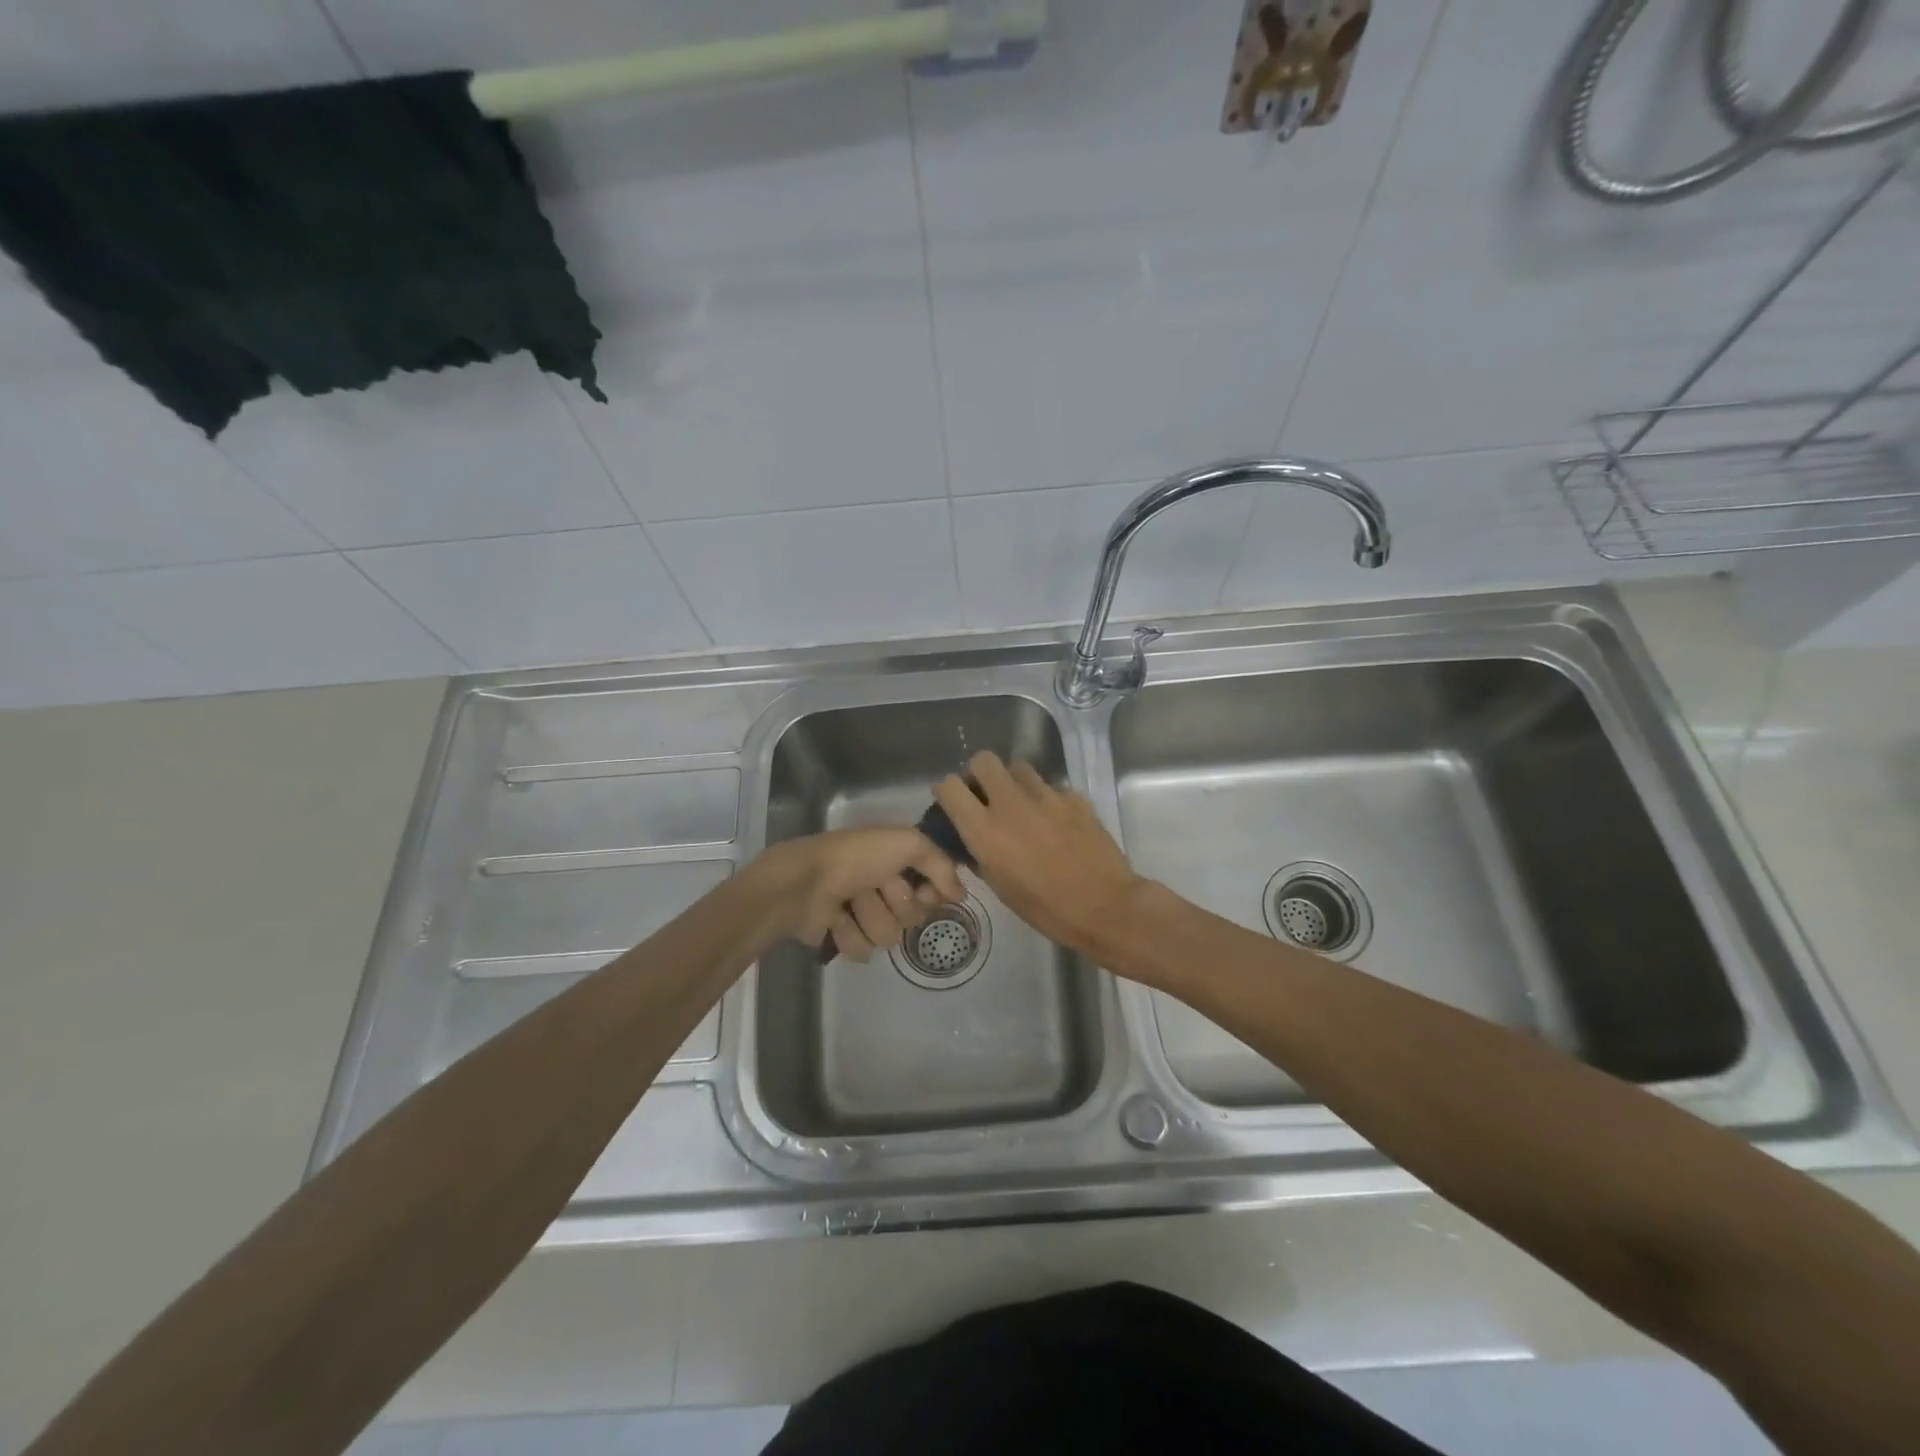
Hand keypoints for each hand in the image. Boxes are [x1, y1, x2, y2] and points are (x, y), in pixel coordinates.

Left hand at [751, 827, 965, 961]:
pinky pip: (863, 951)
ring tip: (848, 903)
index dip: (931, 892)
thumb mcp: (907, 843)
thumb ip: (941, 864)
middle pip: (913, 916)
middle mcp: (882, 884)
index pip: (934, 888)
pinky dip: (848, 934)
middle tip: (874, 888)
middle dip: (895, 904)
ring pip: (889, 937)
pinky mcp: (841, 936)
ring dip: (869, 919)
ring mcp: (861, 912)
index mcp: (896, 859)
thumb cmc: (854, 858)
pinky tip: (834, 920)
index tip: (925, 890)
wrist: (802, 884)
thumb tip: (960, 895)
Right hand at [933, 751, 1146, 960]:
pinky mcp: (1074, 797)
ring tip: (1023, 808)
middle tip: (987, 797)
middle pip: (983, 760)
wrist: (1105, 907)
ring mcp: (1046, 796)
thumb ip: (980, 854)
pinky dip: (1047, 801)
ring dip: (1014, 784)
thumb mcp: (1000, 886)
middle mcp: (1010, 803)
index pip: (949, 786)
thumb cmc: (1045, 908)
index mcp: (984, 829)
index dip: (947, 792)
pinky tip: (1057, 824)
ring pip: (1019, 769)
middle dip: (980, 774)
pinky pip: (1051, 788)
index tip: (954, 804)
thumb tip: (973, 841)